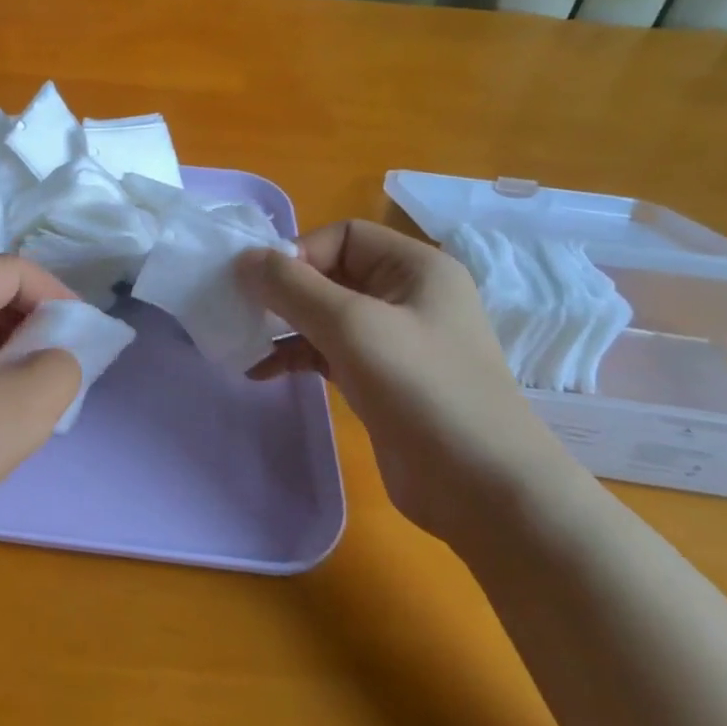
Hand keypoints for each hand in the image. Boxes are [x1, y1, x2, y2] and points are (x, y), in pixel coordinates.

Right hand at [238, 221, 574, 541]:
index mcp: (416, 267)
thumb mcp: (352, 326)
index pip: (343, 236)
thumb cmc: (422, 389)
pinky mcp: (381, 379)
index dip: (300, 254)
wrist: (484, 489)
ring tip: (244, 342)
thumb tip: (243, 258)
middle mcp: (407, 295)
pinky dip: (297, 357)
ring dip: (285, 326)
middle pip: (331, 274)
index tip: (264, 288)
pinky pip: (329, 352)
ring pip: (326, 315)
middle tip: (242, 312)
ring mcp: (395, 340)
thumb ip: (292, 287)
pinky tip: (261, 372)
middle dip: (286, 291)